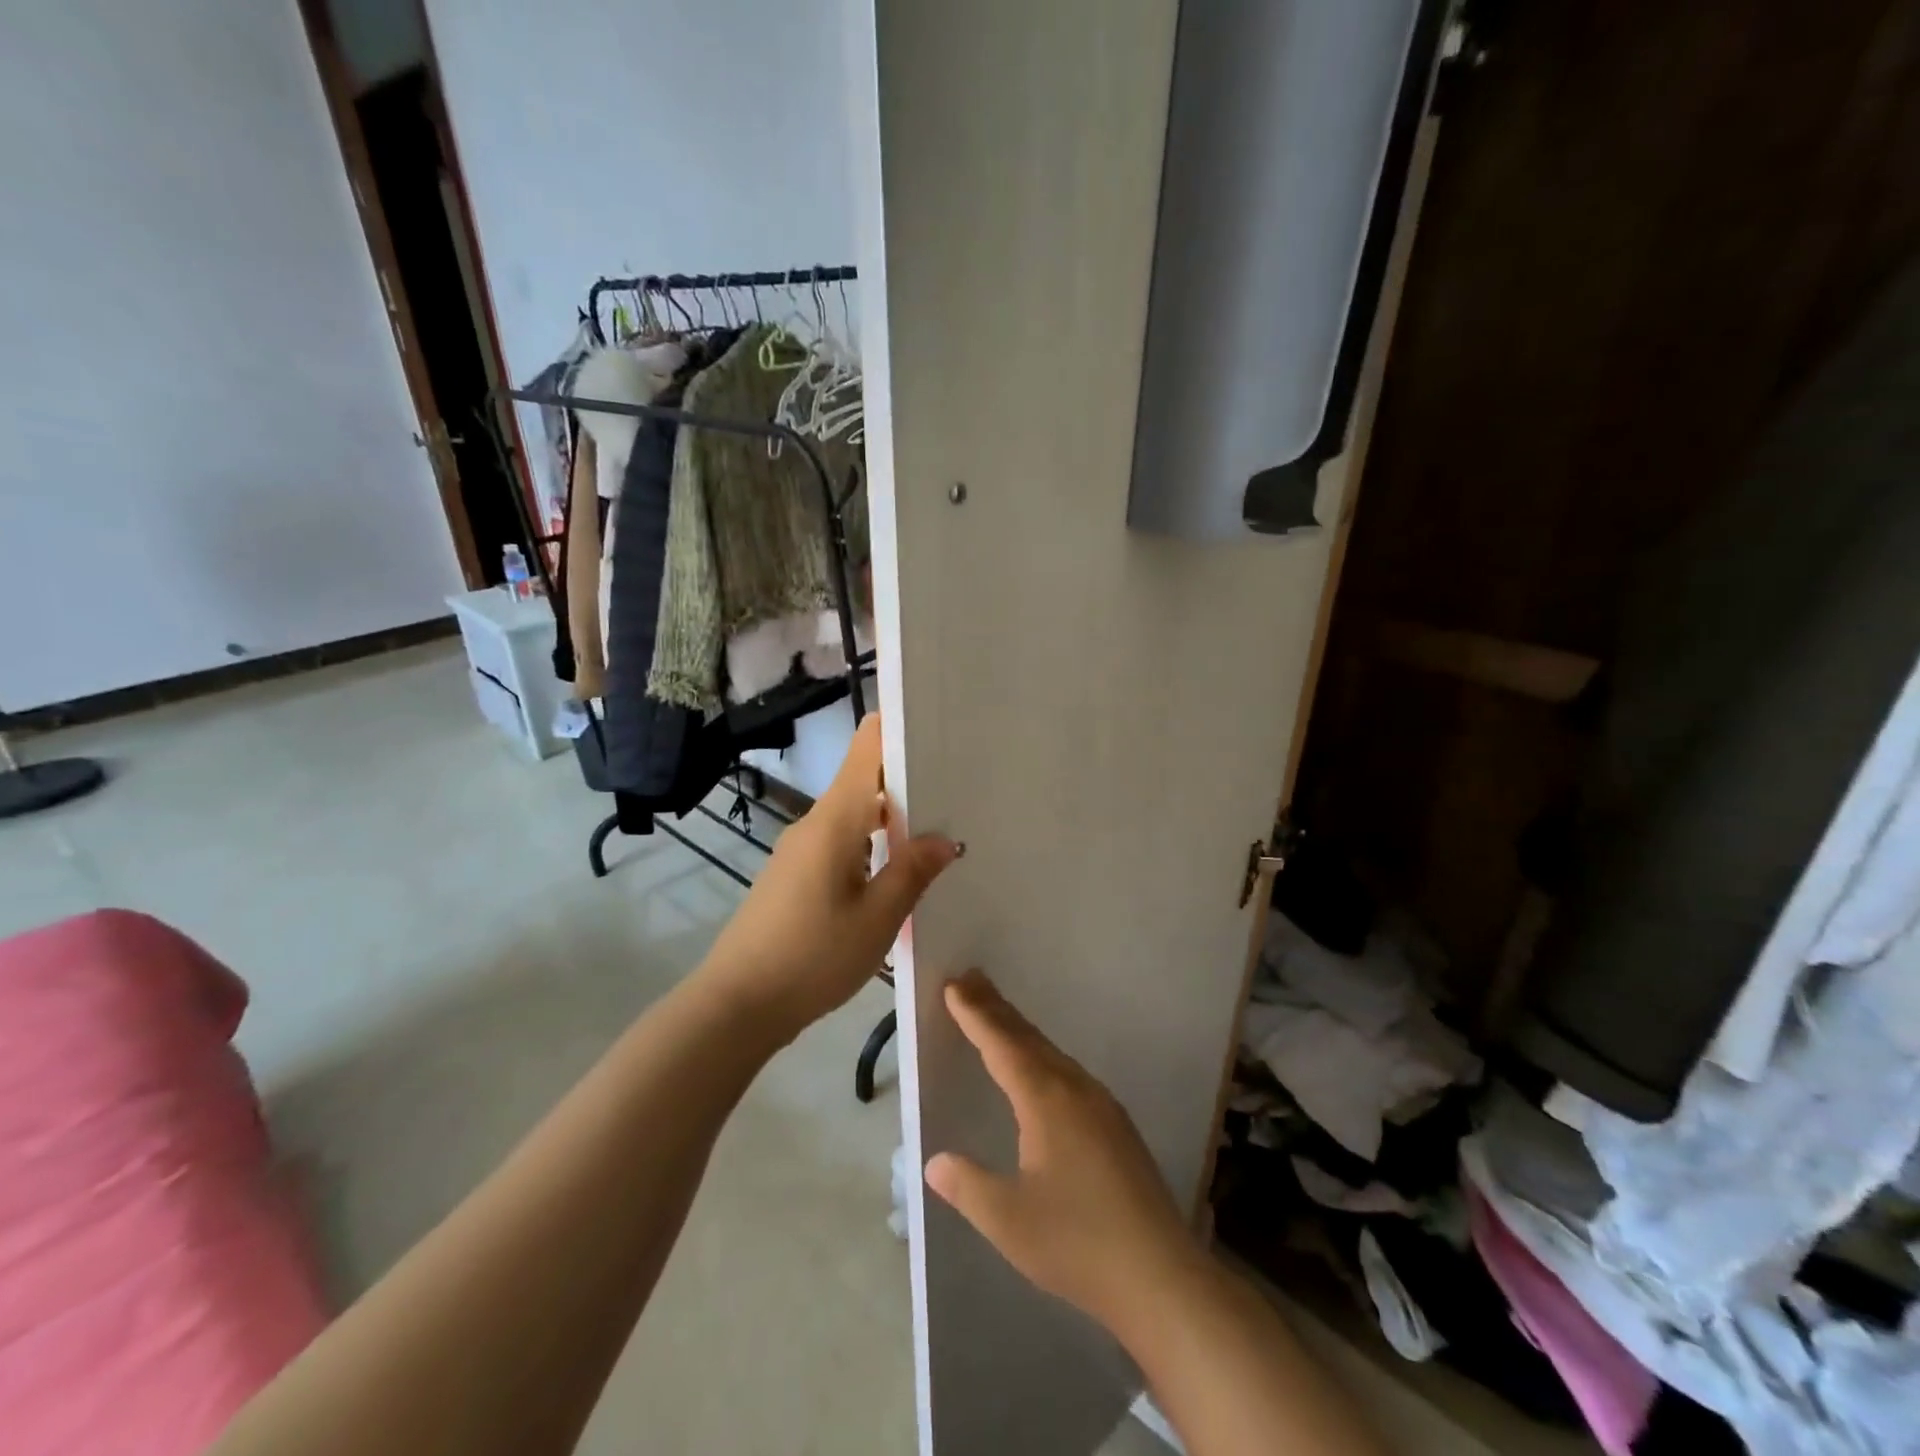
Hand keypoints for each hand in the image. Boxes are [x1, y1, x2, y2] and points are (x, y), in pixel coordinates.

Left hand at [699, 716, 957, 1039]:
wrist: (737, 1004)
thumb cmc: (812, 956)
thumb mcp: (877, 919)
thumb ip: (912, 872)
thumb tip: (944, 837)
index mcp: (834, 820)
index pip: (866, 749)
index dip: (898, 728)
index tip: (939, 727)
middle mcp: (814, 823)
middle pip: (863, 780)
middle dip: (908, 778)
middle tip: (959, 786)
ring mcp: (800, 850)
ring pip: (853, 815)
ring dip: (891, 817)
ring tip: (938, 828)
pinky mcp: (794, 875)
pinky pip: (840, 843)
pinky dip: (871, 844)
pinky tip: (897, 870)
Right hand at [925, 972, 1206, 1335]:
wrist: (1161, 1276)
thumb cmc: (1077, 1243)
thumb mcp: (1008, 1220)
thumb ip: (968, 1185)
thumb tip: (934, 1162)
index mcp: (1046, 1100)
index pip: (1002, 1045)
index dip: (975, 1015)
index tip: (954, 984)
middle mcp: (1075, 1089)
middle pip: (1028, 1038)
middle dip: (996, 1009)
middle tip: (970, 979)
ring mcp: (1101, 1105)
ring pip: (1051, 1053)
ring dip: (1019, 1031)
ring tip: (996, 1015)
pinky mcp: (1116, 1125)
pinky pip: (1068, 1072)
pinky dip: (1041, 1055)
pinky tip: (1041, 1070)